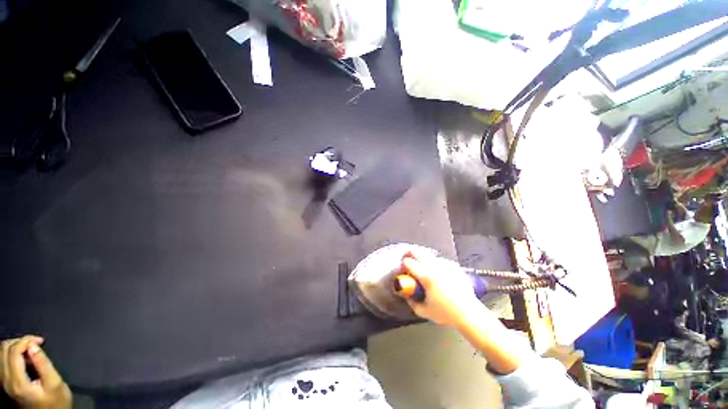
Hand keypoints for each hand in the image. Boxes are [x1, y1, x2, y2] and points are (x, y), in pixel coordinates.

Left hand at [0, 336, 70, 408]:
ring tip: (30, 349)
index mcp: (17, 382)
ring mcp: (4, 383)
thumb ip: (44, 364)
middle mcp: (6, 381)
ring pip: (1, 354)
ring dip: (15, 346)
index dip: (25, 340)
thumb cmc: (56, 402)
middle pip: (3, 350)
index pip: (13, 351)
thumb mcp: (55, 384)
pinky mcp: (5, 382)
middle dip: (18, 341)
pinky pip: (3, 361)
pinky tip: (25, 358)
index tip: (40, 340)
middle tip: (35, 343)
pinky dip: (12, 353)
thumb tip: (34, 346)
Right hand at [401, 251, 480, 326]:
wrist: (469, 313)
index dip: (403, 265)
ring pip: (429, 255)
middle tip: (408, 260)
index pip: (408, 262)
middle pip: (417, 251)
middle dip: (410, 254)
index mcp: (426, 276)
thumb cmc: (446, 313)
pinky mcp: (454, 265)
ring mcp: (445, 264)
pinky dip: (435, 263)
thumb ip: (411, 302)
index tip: (403, 271)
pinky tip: (437, 272)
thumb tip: (405, 294)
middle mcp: (435, 266)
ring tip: (423, 268)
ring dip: (423, 259)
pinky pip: (440, 260)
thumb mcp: (424, 311)